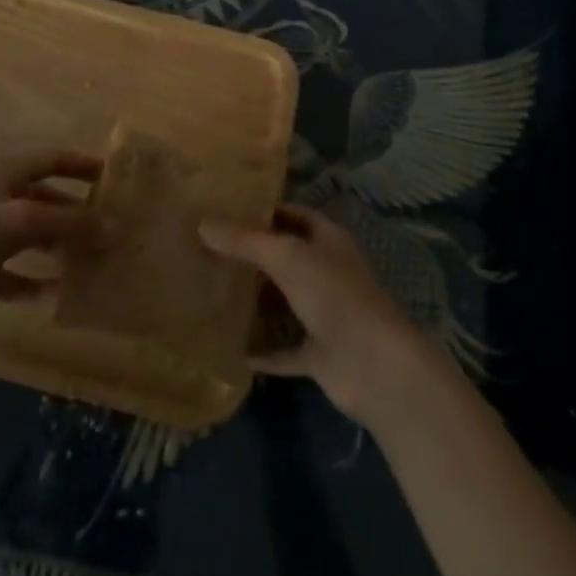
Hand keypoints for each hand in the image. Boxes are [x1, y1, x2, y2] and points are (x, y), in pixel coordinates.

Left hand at [0, 148, 106, 330]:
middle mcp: (4, 196)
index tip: (116, 180)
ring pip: (37, 236)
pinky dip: (36, 282)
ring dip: (62, 248)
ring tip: (94, 264)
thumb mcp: (24, 219)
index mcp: (11, 171)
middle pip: (51, 199)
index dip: (85, 166)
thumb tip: (116, 229)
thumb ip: (71, 223)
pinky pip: (16, 274)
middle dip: (80, 213)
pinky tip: (57, 295)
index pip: (56, 158)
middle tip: (113, 231)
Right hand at [201, 204, 435, 425]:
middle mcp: (326, 272)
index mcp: (327, 240)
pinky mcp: (319, 353)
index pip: (292, 215)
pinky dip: (262, 350)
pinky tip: (230, 349)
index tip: (225, 210)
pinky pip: (284, 349)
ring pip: (284, 302)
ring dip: (256, 301)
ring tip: (212, 292)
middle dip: (253, 255)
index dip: (263, 211)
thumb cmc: (334, 295)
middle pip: (285, 257)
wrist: (374, 365)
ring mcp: (324, 314)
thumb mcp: (285, 257)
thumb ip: (244, 241)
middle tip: (208, 250)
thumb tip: (202, 223)